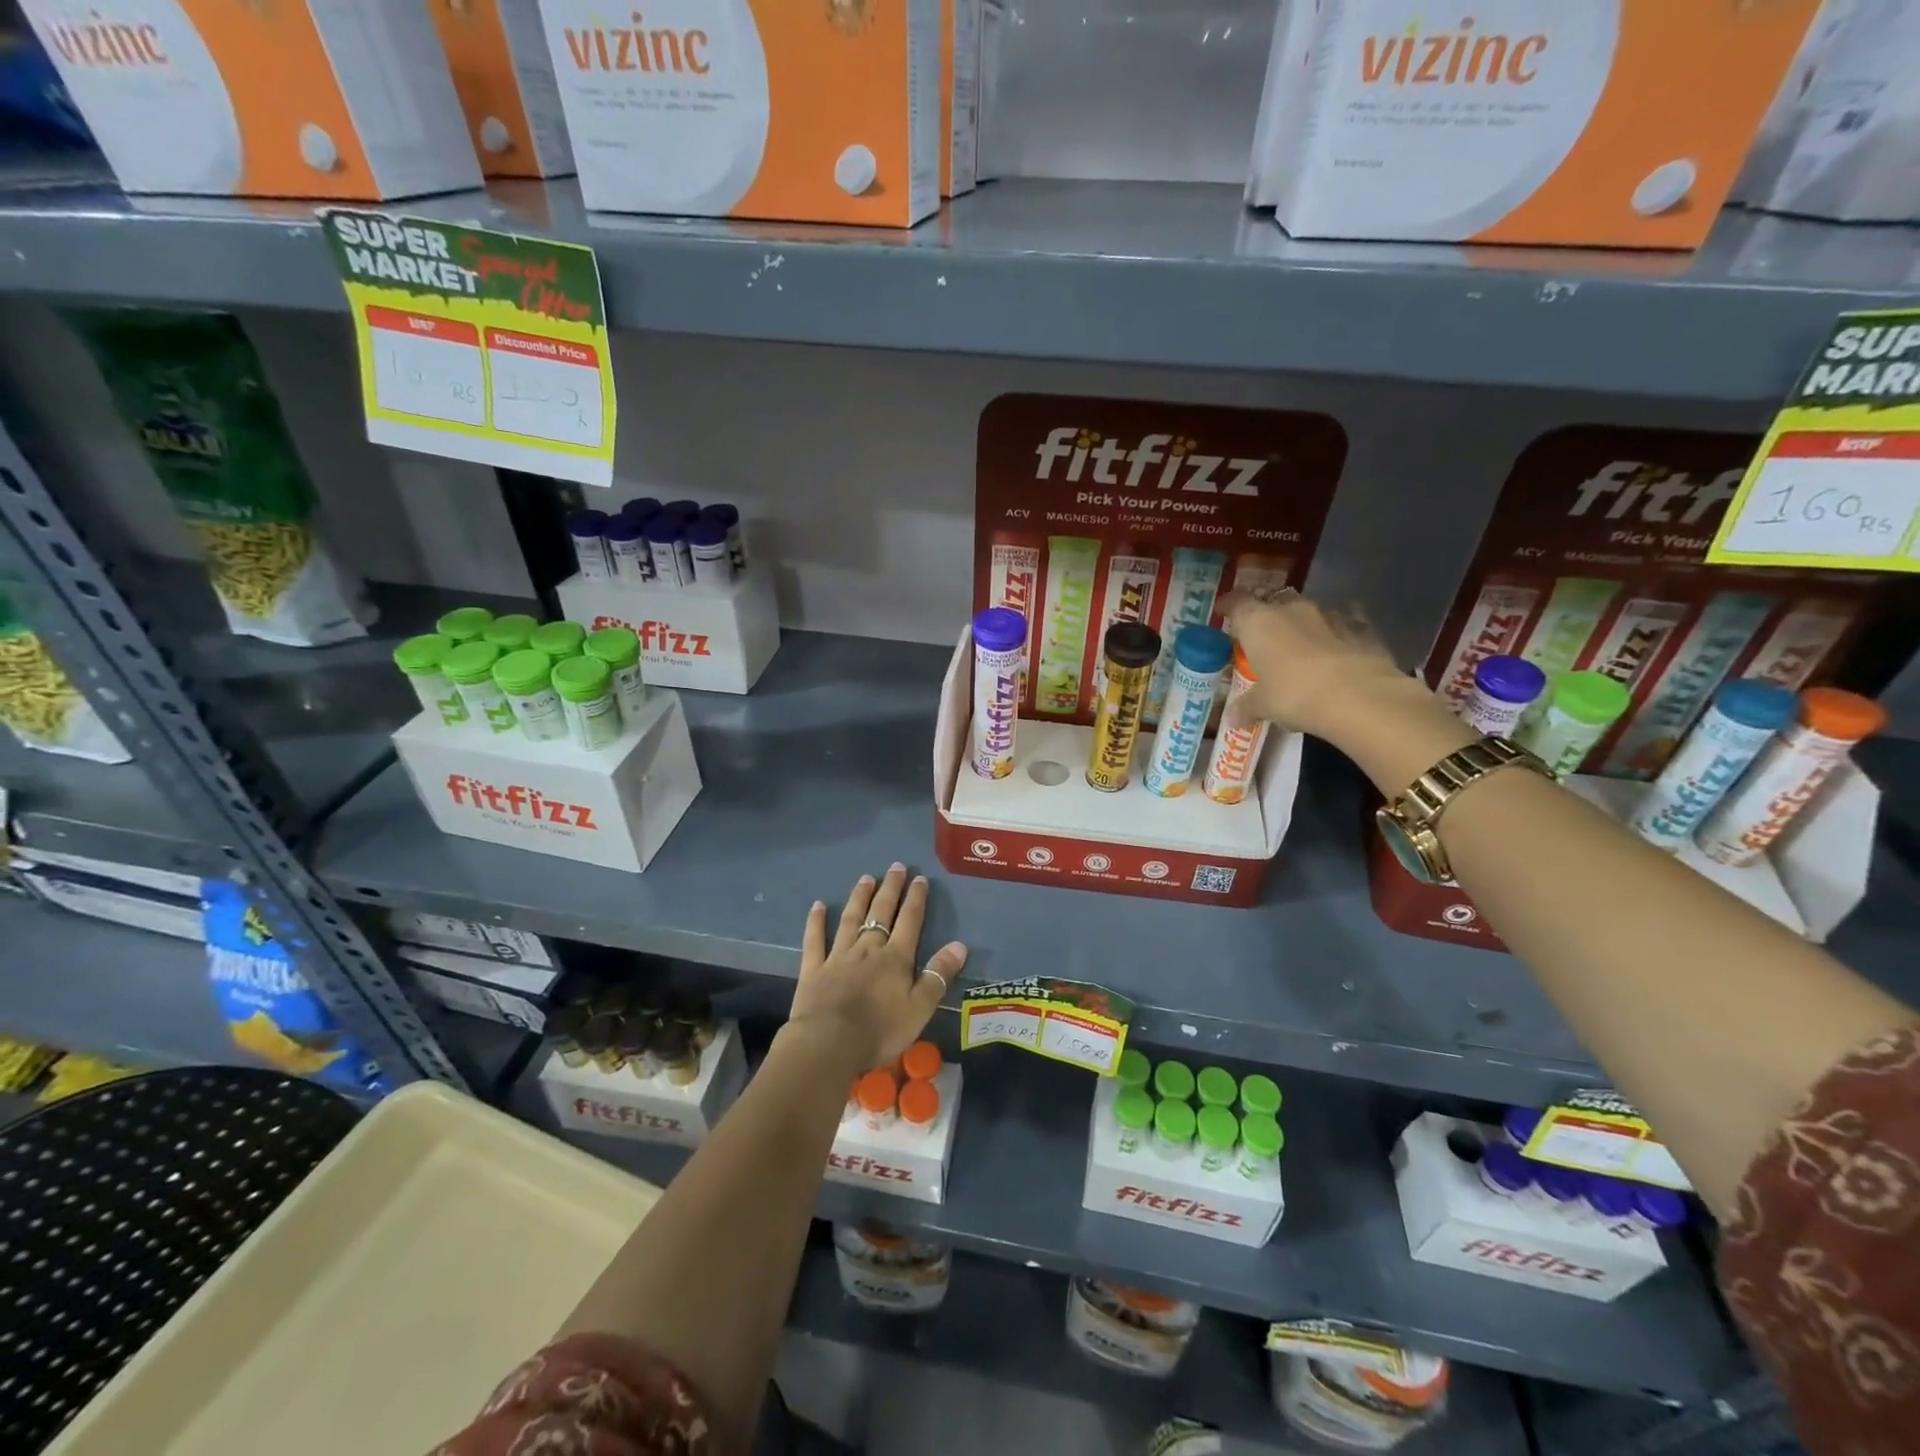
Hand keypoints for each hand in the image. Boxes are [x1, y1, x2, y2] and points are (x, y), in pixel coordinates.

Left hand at [786, 864, 967, 1075]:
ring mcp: (838, 956)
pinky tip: (817, 906)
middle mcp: (868, 949)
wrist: (829, 1044)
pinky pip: (815, 940)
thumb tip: (960, 945)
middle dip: (890, 889)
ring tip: (866, 878)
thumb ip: (938, 975)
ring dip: (859, 897)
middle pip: (880, 913)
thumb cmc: (880, 1030)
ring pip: (850, 919)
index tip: (920, 878)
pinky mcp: (814, 969)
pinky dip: (816, 922)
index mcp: (895, 958)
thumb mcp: (920, 1008)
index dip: (916, 899)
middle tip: (896, 867)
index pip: (909, 921)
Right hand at [1222, 588, 1414, 743]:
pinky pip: (1347, 621)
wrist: (1358, 697)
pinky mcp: (1362, 628)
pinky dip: (1341, 629)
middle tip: (1264, 637)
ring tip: (1302, 645)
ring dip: (1304, 624)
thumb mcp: (1262, 705)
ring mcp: (1330, 615)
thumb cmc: (1294, 695)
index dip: (1228, 605)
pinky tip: (1341, 644)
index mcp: (1259, 623)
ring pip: (1310, 611)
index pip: (1237, 602)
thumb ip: (1246, 706)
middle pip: (1275, 602)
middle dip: (1269, 616)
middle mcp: (1292, 611)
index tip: (1224, 611)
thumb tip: (1233, 718)